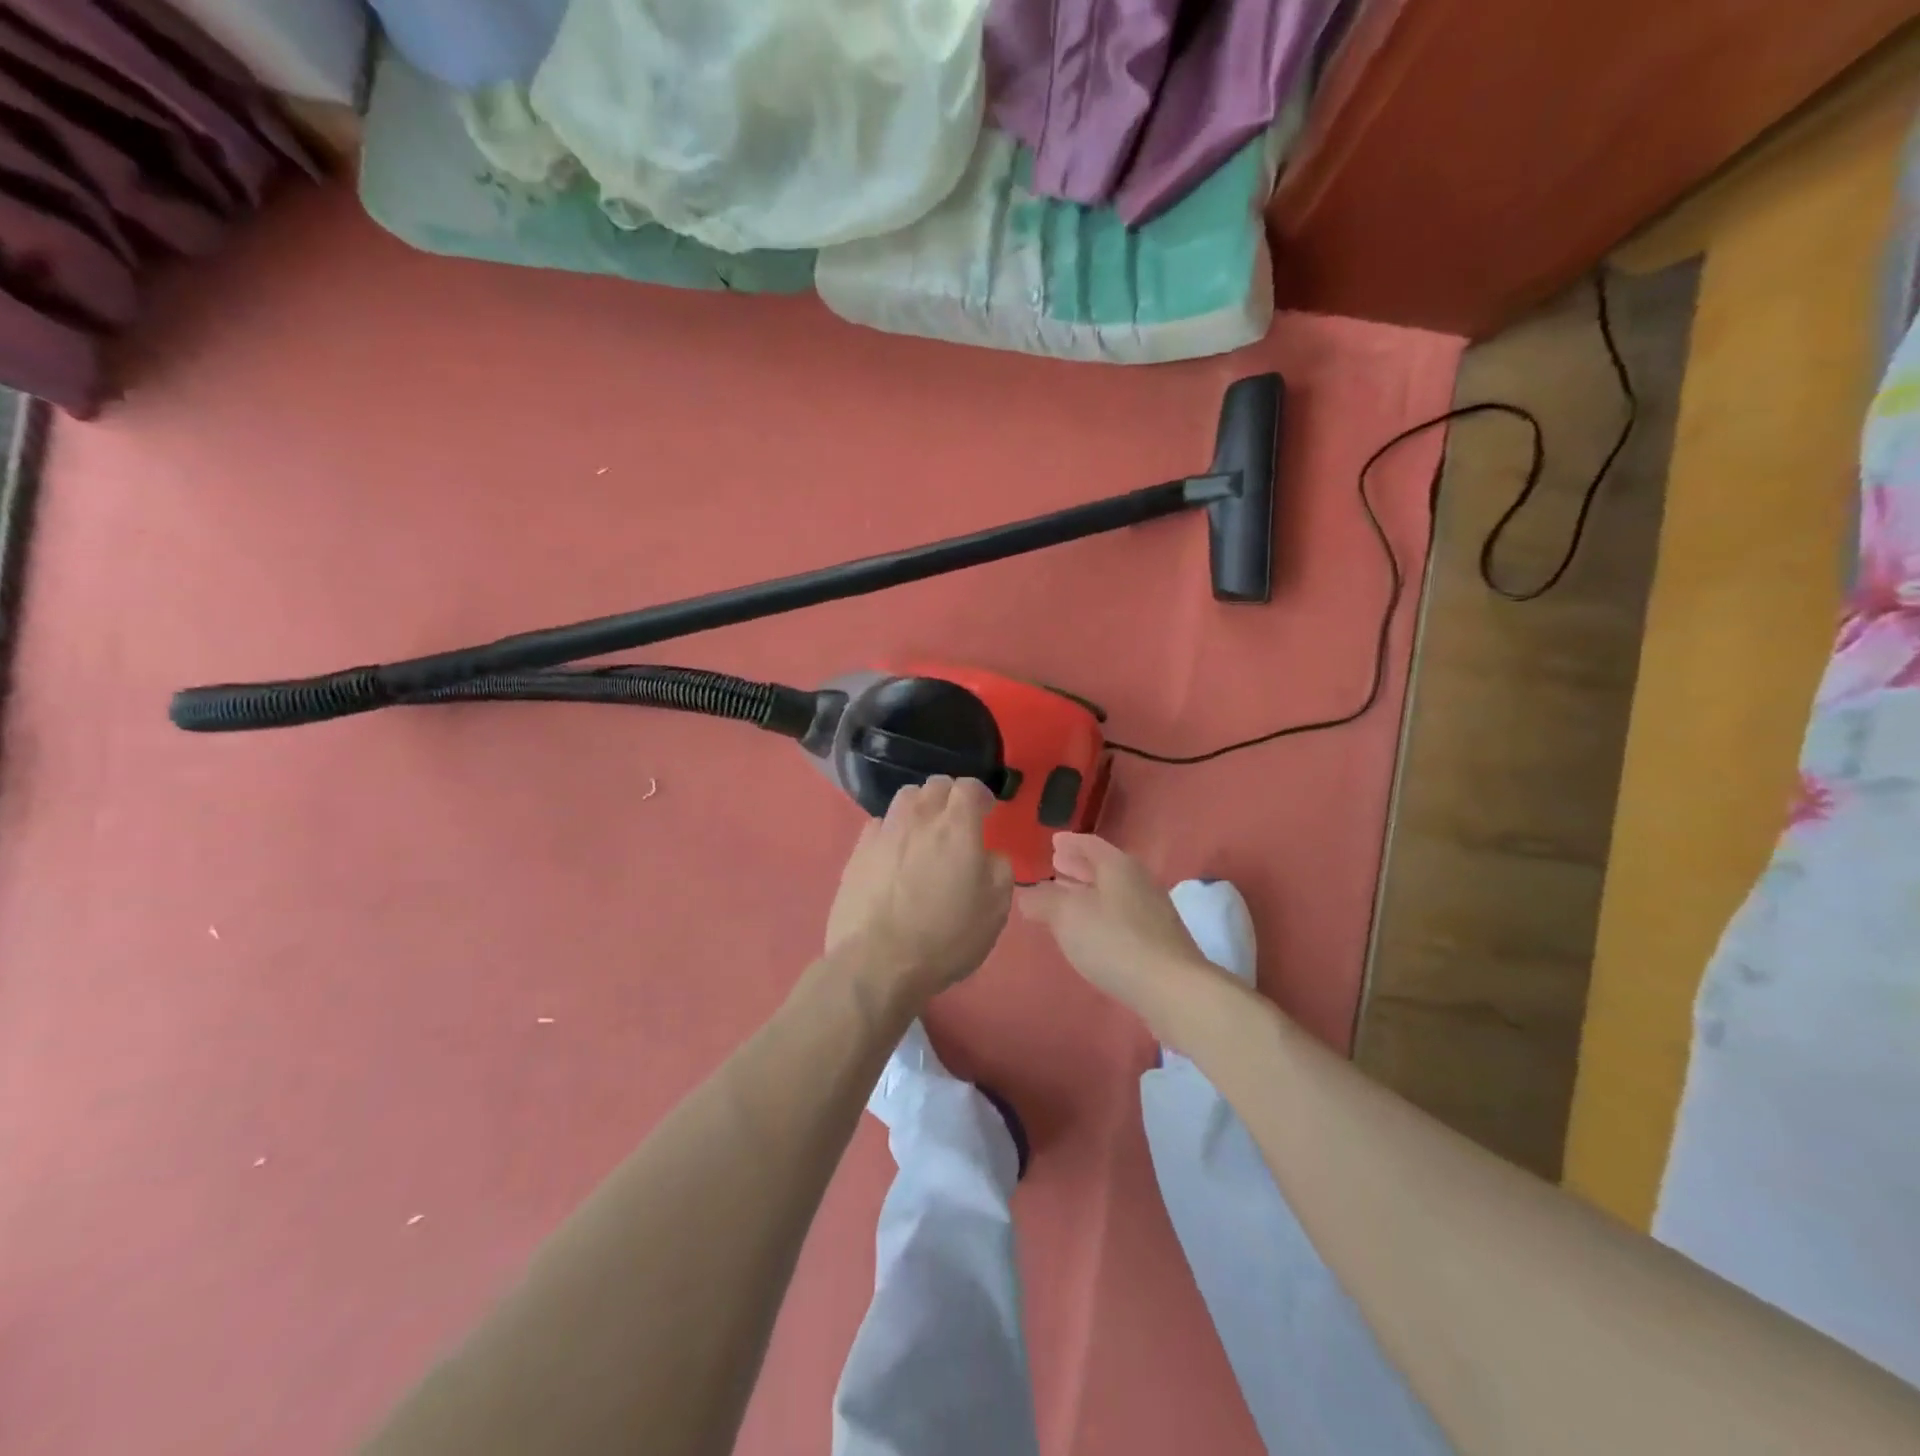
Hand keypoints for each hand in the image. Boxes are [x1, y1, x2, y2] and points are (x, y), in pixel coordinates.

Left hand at [826, 776, 1013, 996]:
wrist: (876, 962)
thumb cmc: (945, 937)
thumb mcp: (995, 910)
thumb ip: (999, 870)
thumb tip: (988, 855)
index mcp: (956, 827)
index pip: (969, 787)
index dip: (981, 795)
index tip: (986, 811)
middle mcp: (919, 818)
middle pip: (936, 785)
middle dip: (951, 796)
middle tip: (958, 821)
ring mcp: (884, 832)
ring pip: (905, 798)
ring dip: (921, 806)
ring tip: (926, 830)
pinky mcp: (857, 851)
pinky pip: (880, 824)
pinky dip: (893, 829)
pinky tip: (896, 852)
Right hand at [1017, 833, 1224, 1023]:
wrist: (1171, 988)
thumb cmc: (1114, 941)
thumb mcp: (1066, 916)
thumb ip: (1042, 900)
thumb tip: (1026, 894)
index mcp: (1118, 866)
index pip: (1090, 844)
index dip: (1070, 843)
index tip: (1054, 841)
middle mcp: (1138, 882)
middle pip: (1103, 867)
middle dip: (1078, 866)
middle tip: (1055, 865)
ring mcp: (1151, 912)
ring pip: (1112, 892)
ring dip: (1087, 891)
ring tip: (1065, 897)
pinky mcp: (1156, 940)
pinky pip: (1120, 914)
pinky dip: (1099, 912)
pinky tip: (1088, 929)